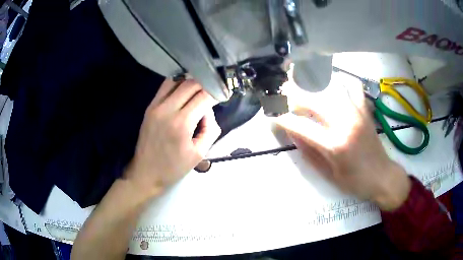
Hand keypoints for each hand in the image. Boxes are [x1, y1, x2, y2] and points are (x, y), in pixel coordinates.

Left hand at [125, 79, 220, 196]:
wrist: (146, 172)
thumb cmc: (174, 167)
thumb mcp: (200, 153)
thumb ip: (210, 128)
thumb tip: (208, 110)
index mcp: (181, 123)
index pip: (204, 97)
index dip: (216, 93)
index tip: (224, 94)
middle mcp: (167, 109)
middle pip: (191, 84)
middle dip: (206, 84)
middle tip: (213, 91)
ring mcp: (156, 106)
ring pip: (177, 80)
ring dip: (191, 81)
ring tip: (200, 88)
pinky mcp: (150, 106)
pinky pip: (165, 86)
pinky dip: (178, 83)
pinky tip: (185, 90)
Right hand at [277, 77, 410, 210]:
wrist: (382, 177)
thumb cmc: (355, 182)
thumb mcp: (328, 174)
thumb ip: (309, 152)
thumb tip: (293, 133)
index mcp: (335, 145)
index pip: (301, 126)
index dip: (282, 119)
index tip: (271, 115)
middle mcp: (345, 123)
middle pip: (313, 100)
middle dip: (292, 93)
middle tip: (281, 92)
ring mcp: (356, 113)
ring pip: (331, 88)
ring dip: (313, 84)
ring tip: (301, 83)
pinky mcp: (365, 111)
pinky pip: (352, 87)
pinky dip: (341, 82)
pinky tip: (333, 84)